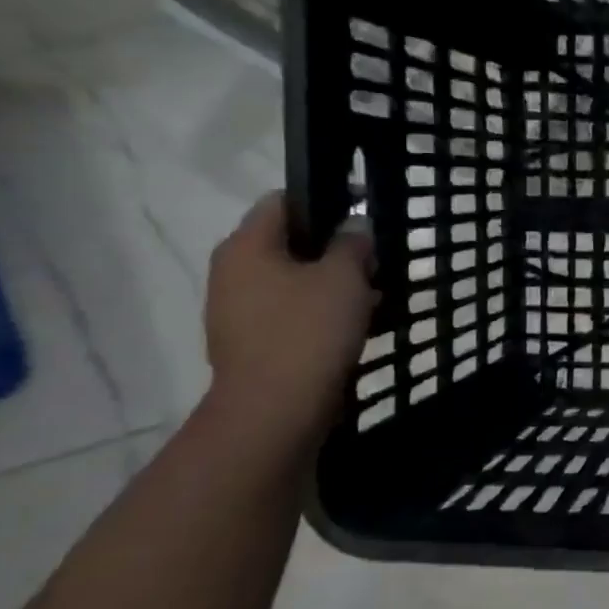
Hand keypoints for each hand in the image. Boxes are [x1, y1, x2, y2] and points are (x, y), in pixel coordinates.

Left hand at [201, 194, 375, 453]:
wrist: (275, 410)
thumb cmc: (309, 331)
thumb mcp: (344, 277)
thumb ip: (352, 243)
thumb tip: (354, 226)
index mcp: (247, 246)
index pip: (284, 201)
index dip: (326, 199)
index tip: (365, 210)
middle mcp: (232, 271)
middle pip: (289, 242)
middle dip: (334, 247)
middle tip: (376, 259)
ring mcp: (237, 310)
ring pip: (293, 279)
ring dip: (331, 282)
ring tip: (374, 294)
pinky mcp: (252, 341)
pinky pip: (291, 311)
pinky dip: (321, 310)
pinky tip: (355, 323)